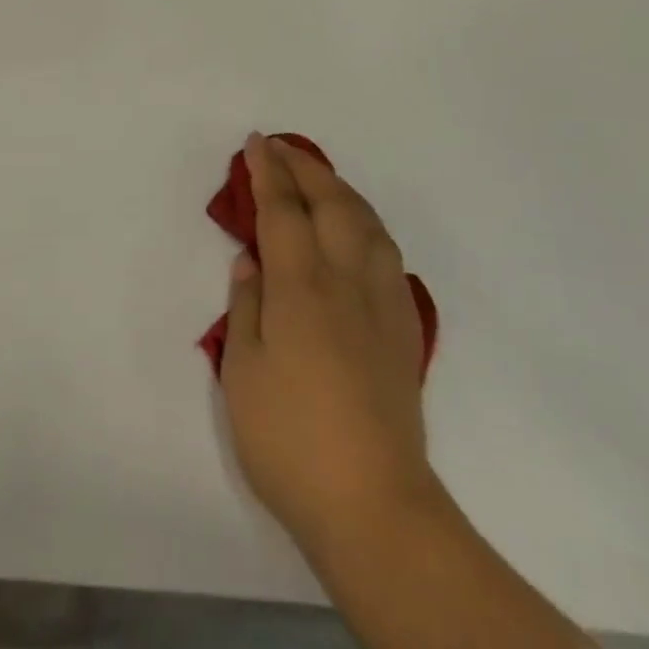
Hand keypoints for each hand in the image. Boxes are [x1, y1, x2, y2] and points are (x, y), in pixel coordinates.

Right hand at [220, 134, 435, 560]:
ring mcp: (383, 303)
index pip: (283, 211)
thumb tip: (251, 261)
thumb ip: (246, 307)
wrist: (374, 505)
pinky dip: (367, 223)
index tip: (257, 143)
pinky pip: (387, 253)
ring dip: (340, 189)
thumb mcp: (243, 371)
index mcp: (302, 288)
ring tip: (318, 178)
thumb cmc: (290, 439)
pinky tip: (358, 231)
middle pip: (332, 203)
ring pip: (367, 222)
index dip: (268, 172)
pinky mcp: (405, 328)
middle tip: (281, 148)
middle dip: (305, 167)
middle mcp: (347, 281)